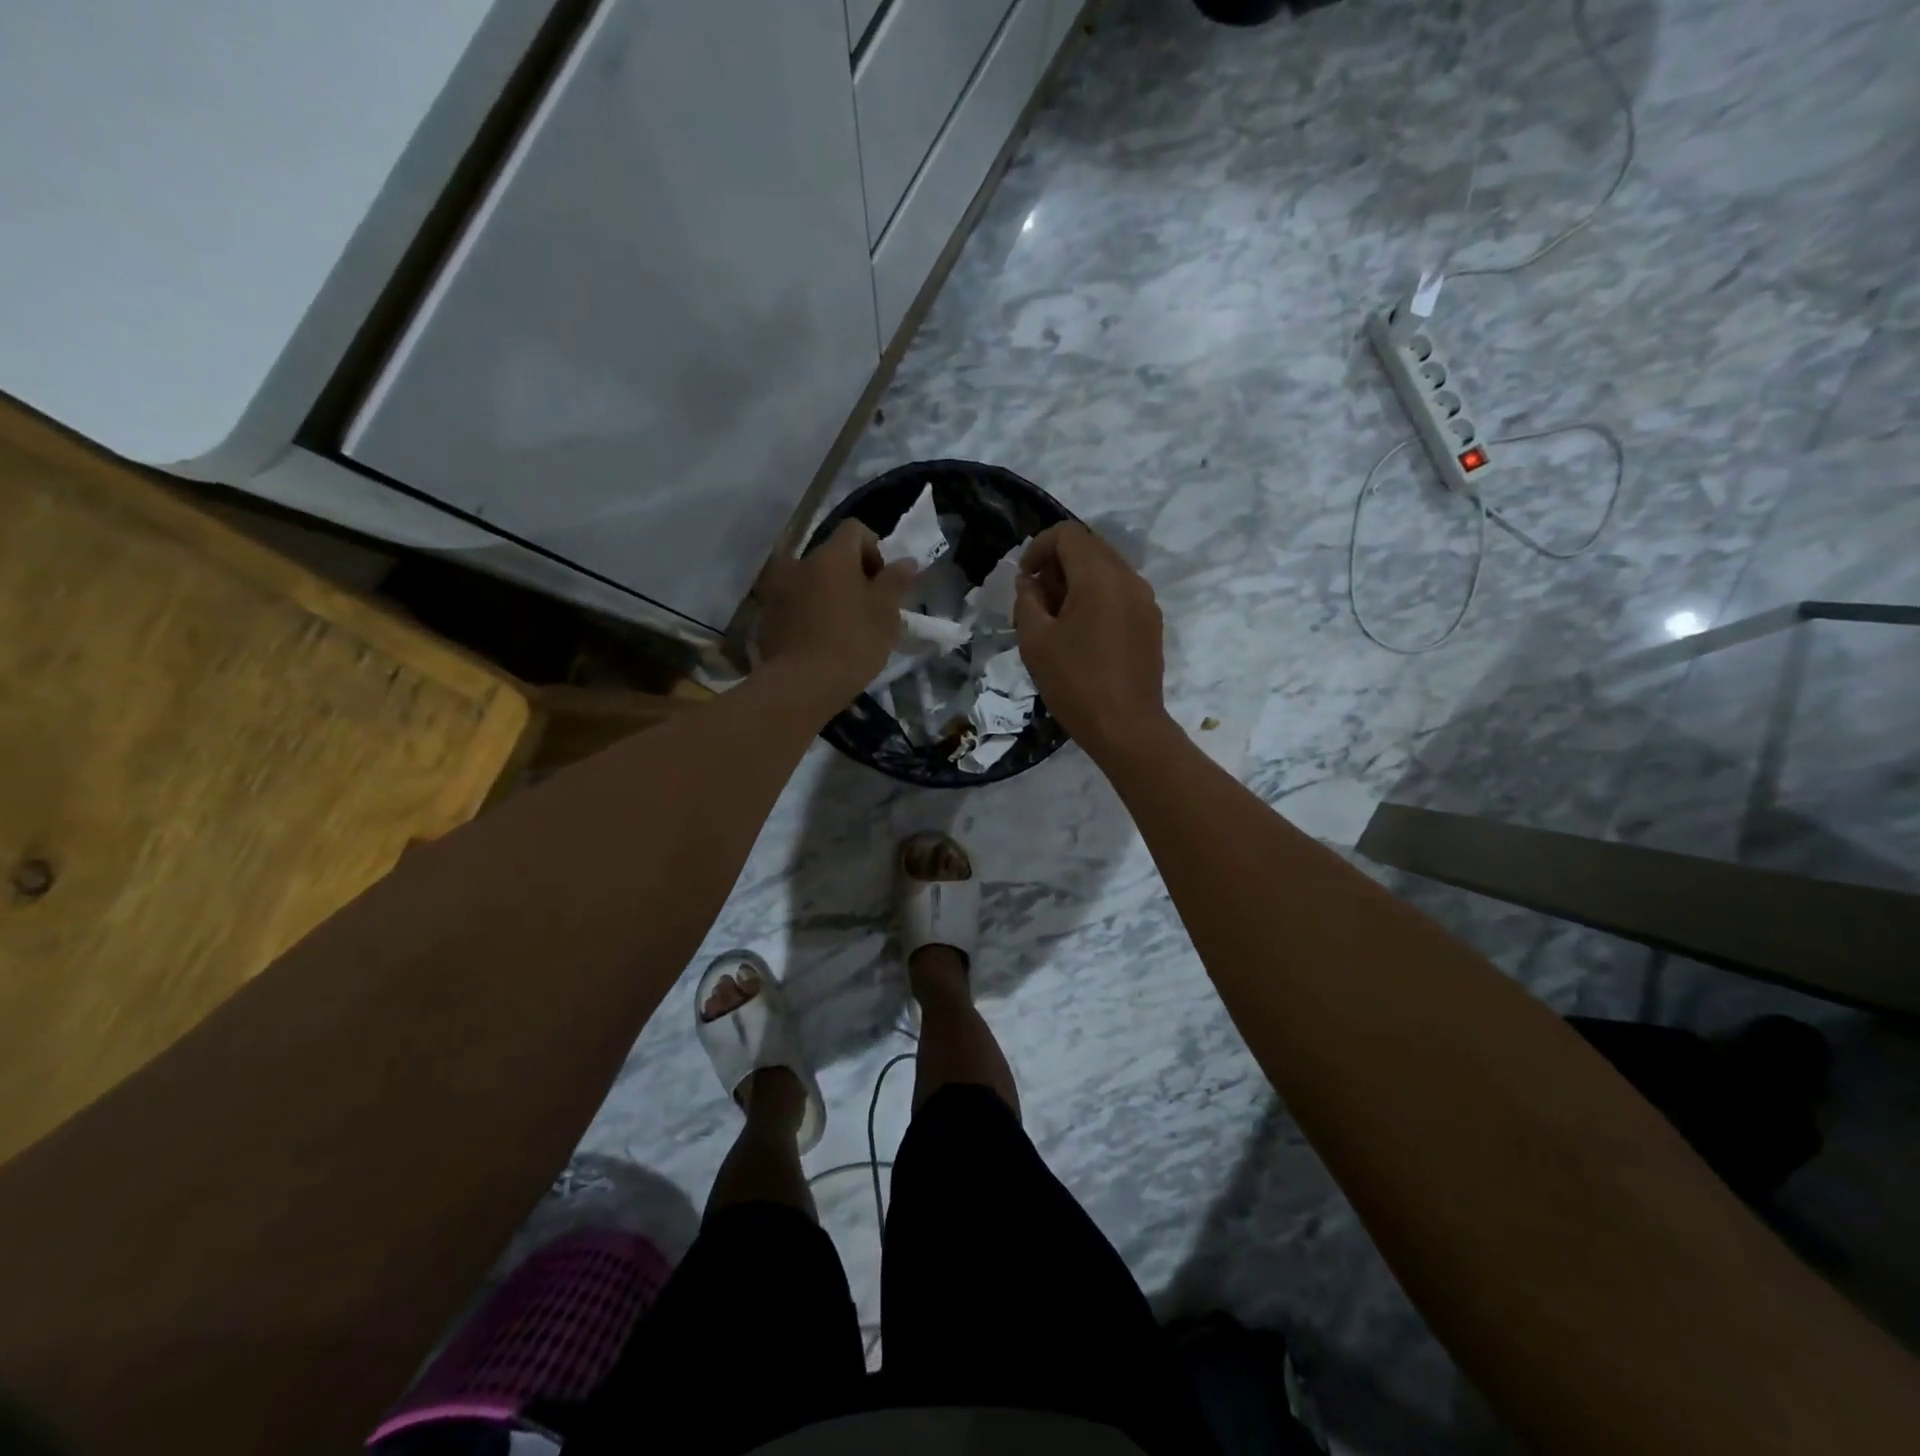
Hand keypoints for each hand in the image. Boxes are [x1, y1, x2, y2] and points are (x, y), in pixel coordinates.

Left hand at [755, 520, 915, 706]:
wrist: (802, 684)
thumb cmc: (853, 643)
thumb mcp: (886, 613)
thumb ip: (896, 581)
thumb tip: (907, 561)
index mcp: (831, 556)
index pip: (855, 530)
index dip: (874, 550)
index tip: (882, 583)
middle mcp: (799, 562)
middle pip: (831, 557)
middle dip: (850, 576)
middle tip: (866, 609)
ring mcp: (777, 589)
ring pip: (811, 582)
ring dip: (827, 595)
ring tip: (841, 627)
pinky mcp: (766, 617)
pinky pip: (793, 604)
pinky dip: (808, 614)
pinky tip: (819, 642)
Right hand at [1014, 522, 1172, 758]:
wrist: (1126, 726)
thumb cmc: (1075, 683)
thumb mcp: (1035, 641)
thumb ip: (1027, 600)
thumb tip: (1030, 582)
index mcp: (1099, 576)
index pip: (1067, 534)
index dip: (1038, 548)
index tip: (1024, 579)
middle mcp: (1128, 578)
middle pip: (1090, 547)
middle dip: (1058, 563)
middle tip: (1037, 598)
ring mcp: (1145, 600)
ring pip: (1107, 569)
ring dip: (1078, 580)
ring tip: (1058, 617)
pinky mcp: (1152, 621)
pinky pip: (1121, 592)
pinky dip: (1098, 596)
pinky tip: (1084, 632)